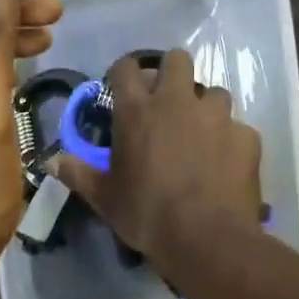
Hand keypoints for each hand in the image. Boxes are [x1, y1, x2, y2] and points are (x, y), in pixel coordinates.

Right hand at [54, 48, 262, 268]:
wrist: (206, 238)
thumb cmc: (146, 214)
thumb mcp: (105, 198)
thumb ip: (78, 174)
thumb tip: (51, 162)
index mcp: (138, 110)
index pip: (127, 68)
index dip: (124, 73)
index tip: (124, 88)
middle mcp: (178, 101)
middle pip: (177, 60)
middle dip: (171, 74)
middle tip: (167, 103)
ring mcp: (217, 116)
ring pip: (214, 92)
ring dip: (204, 107)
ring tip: (200, 134)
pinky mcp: (246, 136)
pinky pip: (237, 128)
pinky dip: (229, 140)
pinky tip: (224, 163)